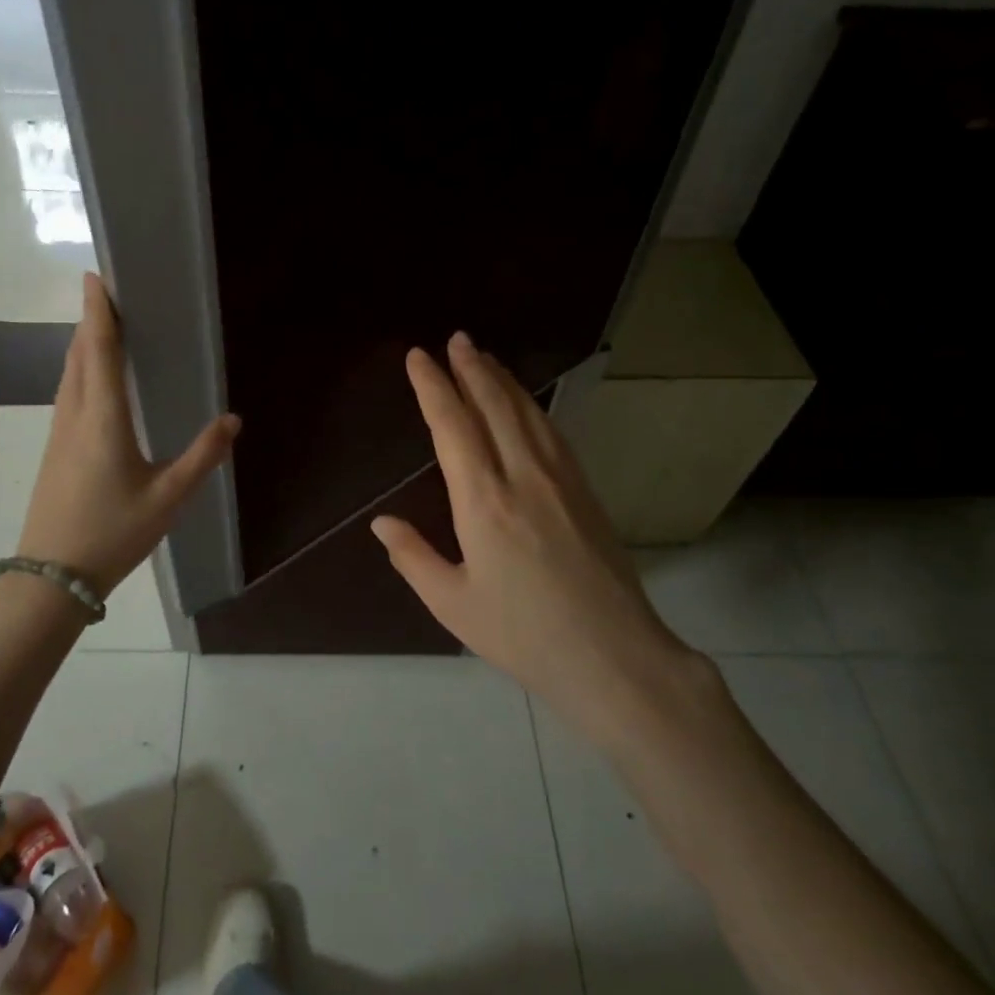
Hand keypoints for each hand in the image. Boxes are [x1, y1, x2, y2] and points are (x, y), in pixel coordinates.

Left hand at [16, 273, 239, 594]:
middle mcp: (75, 415)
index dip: (97, 311)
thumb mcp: (168, 498)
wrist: (50, 577)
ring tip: (104, 326)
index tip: (96, 276)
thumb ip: (202, 457)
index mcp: (103, 419)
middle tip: (112, 293)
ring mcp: (59, 433)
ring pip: (69, 373)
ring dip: (84, 343)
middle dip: (92, 320)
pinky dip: (80, 369)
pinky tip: (94, 379)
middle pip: (78, 354)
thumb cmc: (112, 534)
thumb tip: (234, 420)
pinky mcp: (55, 449)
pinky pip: (68, 393)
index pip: (98, 350)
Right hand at [370, 332, 691, 728]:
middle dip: (471, 368)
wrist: (614, 656)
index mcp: (483, 502)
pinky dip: (531, 406)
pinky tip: (525, 403)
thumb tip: (380, 522)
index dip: (433, 386)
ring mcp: (560, 479)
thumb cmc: (523, 635)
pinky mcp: (584, 490)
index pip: (452, 426)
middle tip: (456, 338)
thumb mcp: (453, 604)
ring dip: (502, 380)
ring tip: (484, 357)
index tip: (418, 357)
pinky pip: (551, 432)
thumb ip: (413, 557)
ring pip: (526, 412)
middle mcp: (522, 476)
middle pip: (493, 405)